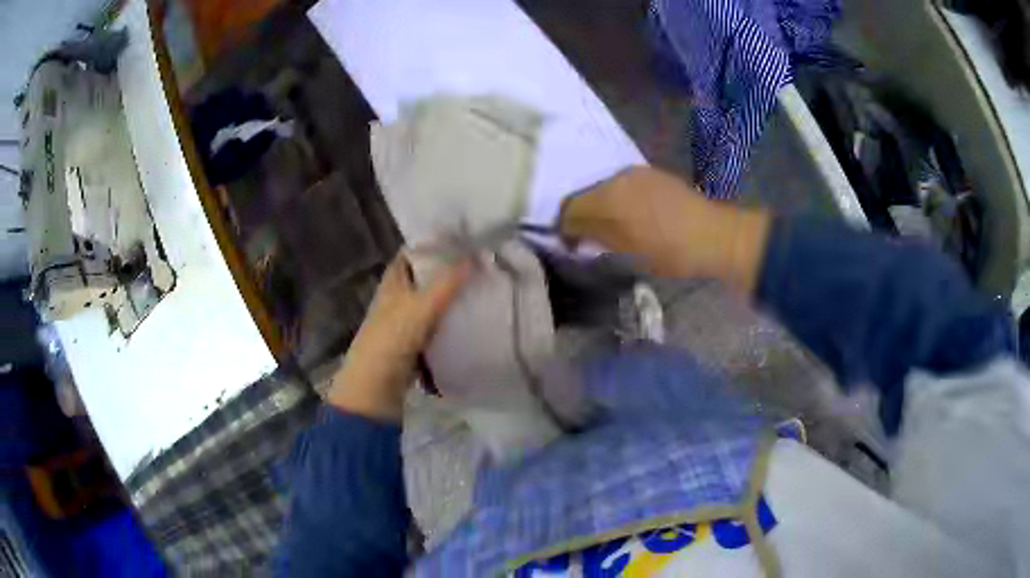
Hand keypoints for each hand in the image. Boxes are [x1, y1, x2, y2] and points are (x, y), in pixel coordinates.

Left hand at [327, 252, 471, 421]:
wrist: (377, 383)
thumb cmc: (392, 338)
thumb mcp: (421, 307)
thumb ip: (446, 283)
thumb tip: (473, 257)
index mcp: (392, 282)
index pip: (410, 254)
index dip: (430, 244)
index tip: (458, 238)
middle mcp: (396, 297)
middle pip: (422, 277)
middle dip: (445, 269)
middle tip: (477, 261)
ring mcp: (403, 320)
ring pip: (430, 301)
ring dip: (449, 295)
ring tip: (479, 284)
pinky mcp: (412, 342)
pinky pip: (434, 324)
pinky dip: (448, 320)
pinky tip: (469, 317)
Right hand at [560, 167, 770, 294]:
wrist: (714, 236)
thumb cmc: (669, 250)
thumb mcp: (627, 251)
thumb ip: (595, 236)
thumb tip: (571, 231)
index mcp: (608, 195)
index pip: (569, 207)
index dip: (564, 226)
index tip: (569, 245)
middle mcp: (618, 176)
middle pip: (585, 194)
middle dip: (582, 215)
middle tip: (588, 239)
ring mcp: (638, 173)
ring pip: (604, 188)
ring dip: (601, 207)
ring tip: (611, 229)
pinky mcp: (653, 175)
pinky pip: (623, 186)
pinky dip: (618, 201)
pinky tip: (630, 216)